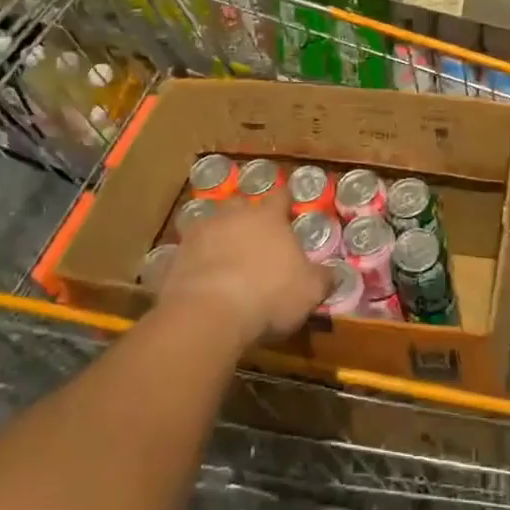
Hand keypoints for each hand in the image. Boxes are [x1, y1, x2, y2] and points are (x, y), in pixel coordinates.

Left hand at [155, 197, 332, 350]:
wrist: (208, 313)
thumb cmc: (268, 295)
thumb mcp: (308, 291)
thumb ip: (323, 279)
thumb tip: (334, 273)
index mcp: (268, 217)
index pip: (281, 196)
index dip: (286, 200)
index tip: (290, 206)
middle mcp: (233, 215)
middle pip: (241, 205)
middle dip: (247, 216)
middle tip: (254, 236)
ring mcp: (200, 233)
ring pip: (210, 225)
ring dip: (218, 237)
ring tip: (224, 258)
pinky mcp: (175, 257)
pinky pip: (188, 254)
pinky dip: (194, 263)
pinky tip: (199, 280)